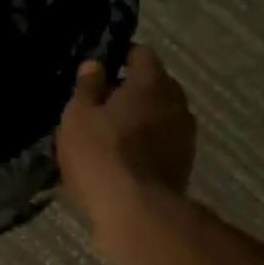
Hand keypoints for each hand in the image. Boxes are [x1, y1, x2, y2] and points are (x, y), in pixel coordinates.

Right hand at [57, 45, 196, 248]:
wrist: (136, 211)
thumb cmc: (101, 154)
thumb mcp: (78, 116)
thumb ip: (87, 87)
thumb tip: (95, 65)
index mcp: (152, 81)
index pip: (141, 53)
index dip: (119, 58)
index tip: (98, 74)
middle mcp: (177, 102)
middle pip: (153, 86)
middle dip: (130, 92)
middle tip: (100, 109)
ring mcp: (185, 135)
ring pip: (159, 116)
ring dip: (140, 122)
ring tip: (111, 139)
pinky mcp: (185, 165)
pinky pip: (162, 144)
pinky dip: (147, 146)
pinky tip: (125, 162)